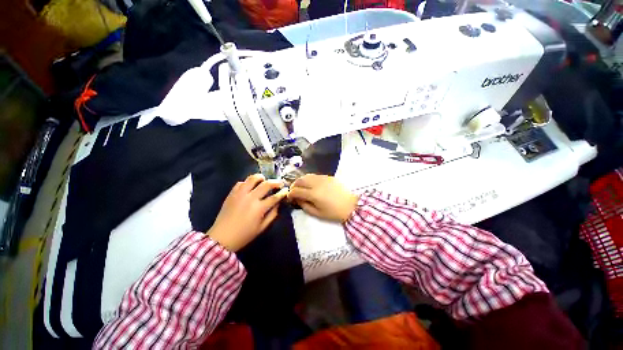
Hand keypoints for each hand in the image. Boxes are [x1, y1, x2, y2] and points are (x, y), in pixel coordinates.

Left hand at [208, 174, 287, 251]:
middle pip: (266, 184)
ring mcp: (240, 194)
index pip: (274, 197)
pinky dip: (247, 183)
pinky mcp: (232, 194)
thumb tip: (278, 204)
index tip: (286, 190)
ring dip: (261, 177)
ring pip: (252, 178)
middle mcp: (250, 198)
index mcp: (259, 208)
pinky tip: (250, 187)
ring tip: (264, 180)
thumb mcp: (262, 228)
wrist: (222, 237)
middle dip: (275, 182)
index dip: (282, 193)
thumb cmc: (244, 235)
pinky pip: (241, 183)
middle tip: (279, 183)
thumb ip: (272, 214)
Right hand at [288, 174, 358, 221]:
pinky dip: (309, 179)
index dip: (290, 194)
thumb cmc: (334, 213)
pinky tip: (311, 184)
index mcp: (313, 194)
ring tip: (301, 187)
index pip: (296, 191)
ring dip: (301, 181)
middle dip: (294, 185)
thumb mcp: (318, 214)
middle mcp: (316, 183)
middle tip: (293, 191)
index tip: (289, 198)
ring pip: (307, 176)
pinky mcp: (328, 177)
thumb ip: (305, 206)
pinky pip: (315, 175)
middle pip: (300, 180)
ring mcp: (323, 178)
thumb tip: (297, 200)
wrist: (351, 205)